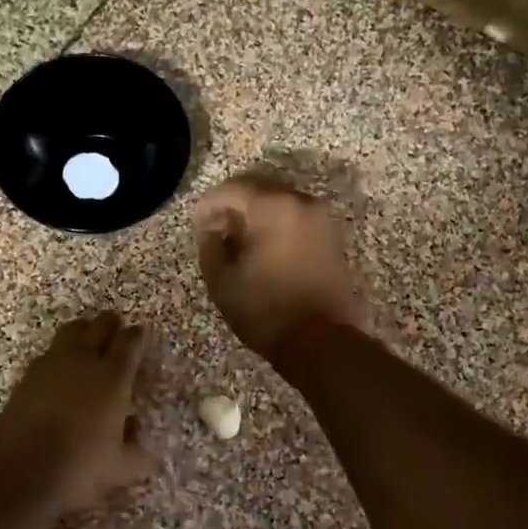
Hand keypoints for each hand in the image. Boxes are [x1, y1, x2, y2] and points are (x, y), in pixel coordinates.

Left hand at [0, 312, 151, 517]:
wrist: (19, 475)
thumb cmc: (78, 469)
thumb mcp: (121, 468)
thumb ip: (137, 451)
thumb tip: (137, 433)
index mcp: (112, 378)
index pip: (129, 344)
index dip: (137, 335)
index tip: (141, 331)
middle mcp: (82, 362)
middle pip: (99, 326)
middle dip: (111, 324)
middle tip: (117, 326)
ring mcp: (50, 366)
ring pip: (71, 332)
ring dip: (84, 330)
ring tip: (88, 337)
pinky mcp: (26, 377)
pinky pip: (48, 353)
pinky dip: (60, 354)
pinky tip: (60, 368)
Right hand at [193, 176, 365, 365]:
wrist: (321, 340)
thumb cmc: (265, 310)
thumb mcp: (222, 281)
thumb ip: (210, 246)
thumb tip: (212, 231)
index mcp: (273, 207)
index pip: (233, 189)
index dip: (209, 203)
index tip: (196, 221)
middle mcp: (301, 202)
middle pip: (260, 188)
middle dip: (234, 203)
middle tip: (215, 226)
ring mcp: (321, 219)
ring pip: (281, 202)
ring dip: (257, 214)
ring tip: (238, 239)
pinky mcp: (331, 238)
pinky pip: (297, 218)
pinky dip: (277, 225)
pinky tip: (262, 248)